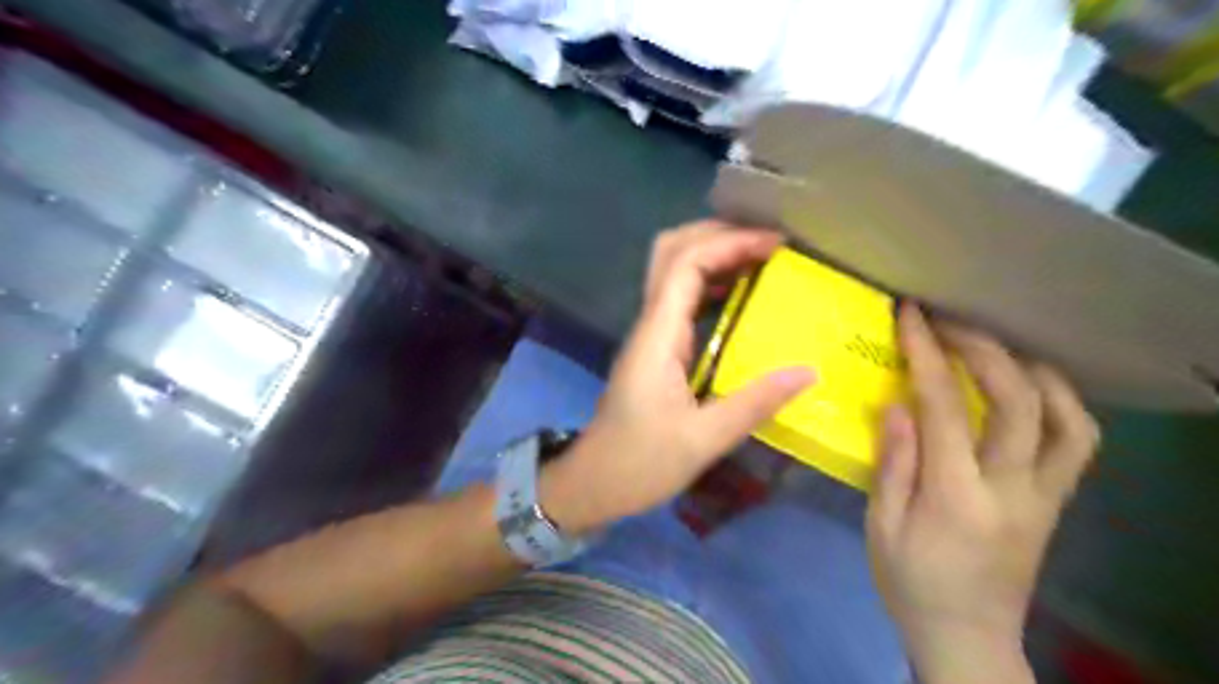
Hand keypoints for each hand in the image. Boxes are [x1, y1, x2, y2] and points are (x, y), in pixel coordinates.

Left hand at [540, 221, 805, 535]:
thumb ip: (755, 403)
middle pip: (672, 252)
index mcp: (657, 336)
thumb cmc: (640, 463)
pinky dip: (713, 286)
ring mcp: (651, 334)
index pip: (686, 263)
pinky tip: (743, 299)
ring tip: (764, 261)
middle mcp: (651, 324)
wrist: (594, 483)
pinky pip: (683, 301)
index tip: (776, 245)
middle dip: (718, 236)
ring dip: (715, 257)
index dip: (729, 243)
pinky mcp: (657, 349)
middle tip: (768, 244)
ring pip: (674, 272)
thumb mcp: (703, 440)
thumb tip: (809, 372)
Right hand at [865, 306, 1106, 682]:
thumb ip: (892, 464)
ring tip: (994, 346)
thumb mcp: (881, 526)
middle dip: (981, 348)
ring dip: (1031, 369)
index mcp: (957, 497)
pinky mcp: (1057, 502)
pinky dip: (1060, 401)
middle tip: (947, 321)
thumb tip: (896, 405)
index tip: (912, 317)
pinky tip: (1029, 385)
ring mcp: (1047, 496)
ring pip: (1066, 418)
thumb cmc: (911, 581)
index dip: (928, 354)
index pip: (945, 409)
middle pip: (1017, 401)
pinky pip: (1077, 441)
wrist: (968, 636)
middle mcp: (1014, 490)